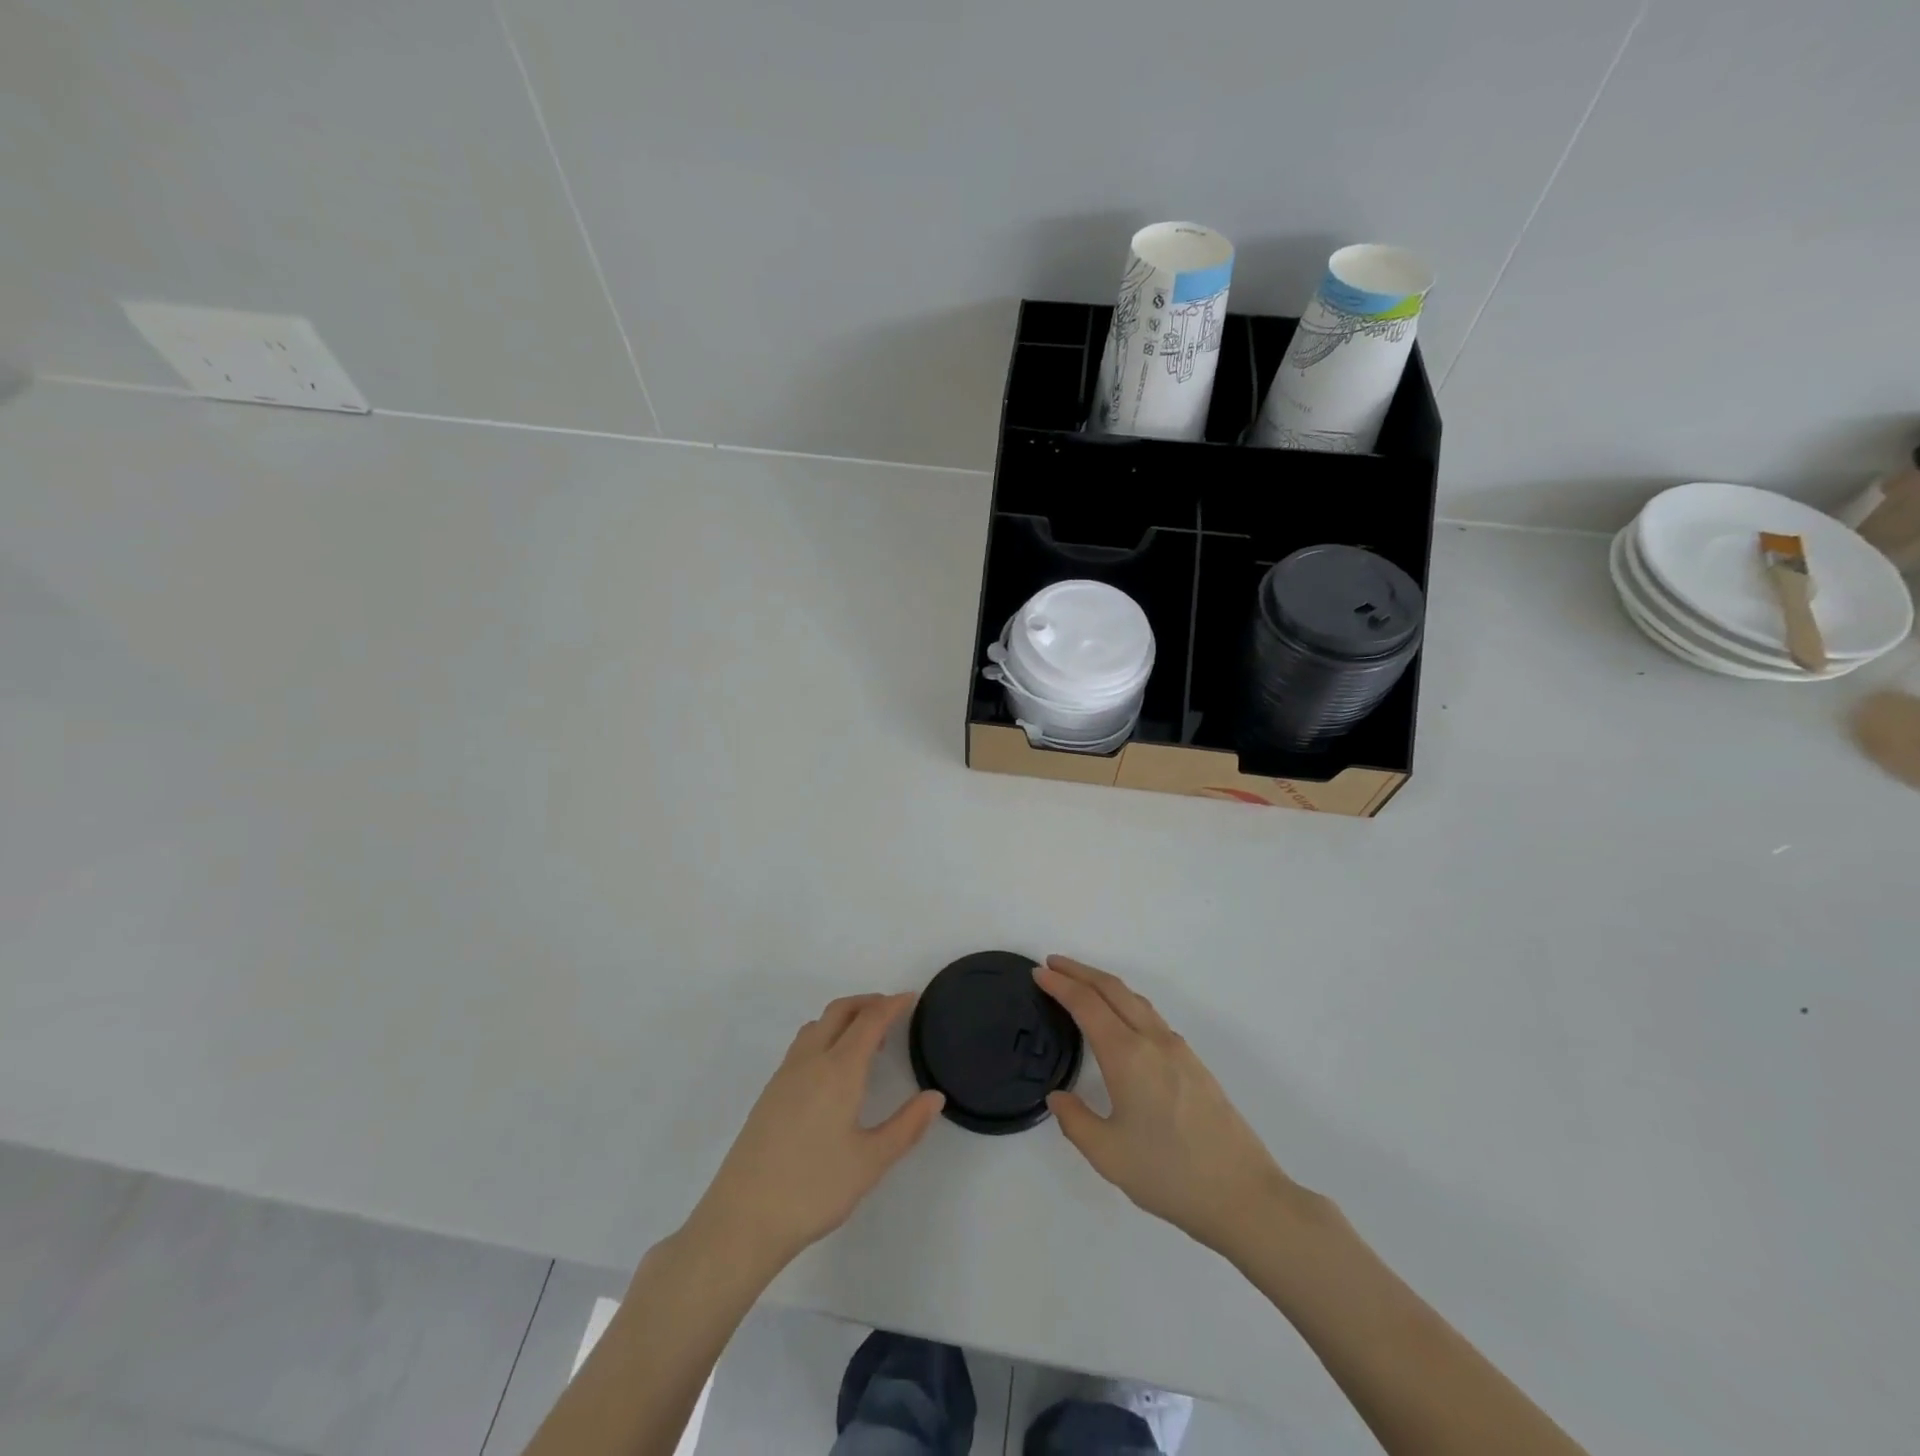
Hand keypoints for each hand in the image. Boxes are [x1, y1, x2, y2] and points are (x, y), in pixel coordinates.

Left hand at [685, 993, 943, 1274]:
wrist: (742, 1219)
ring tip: (865, 1042)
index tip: (911, 998)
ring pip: (817, 1026)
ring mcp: (785, 1075)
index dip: (892, 1005)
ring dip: (843, 1019)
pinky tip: (832, 1071)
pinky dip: (825, 1036)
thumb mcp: (871, 1162)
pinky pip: (802, 1045)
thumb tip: (935, 1097)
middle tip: (892, 1012)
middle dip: (867, 1003)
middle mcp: (810, 1061)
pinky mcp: (769, 1093)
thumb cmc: (814, 1189)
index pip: (870, 1021)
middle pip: (840, 1011)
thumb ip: (906, 1126)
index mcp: (839, 1070)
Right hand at [1037, 956, 1295, 1255]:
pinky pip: (1150, 1016)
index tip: (1039, 972)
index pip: (1087, 1004)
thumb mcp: (1108, 1155)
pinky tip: (1120, 1020)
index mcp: (1128, 1055)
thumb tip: (1059, 1096)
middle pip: (1112, 989)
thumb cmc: (1170, 1175)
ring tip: (1081, 985)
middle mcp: (1153, 1041)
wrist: (1243, 1195)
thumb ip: (1075, 1121)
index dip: (1060, 985)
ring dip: (1104, 984)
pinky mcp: (1193, 1063)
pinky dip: (1125, 1002)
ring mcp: (1178, 1049)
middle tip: (1053, 964)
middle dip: (1080, 972)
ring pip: (1135, 1000)